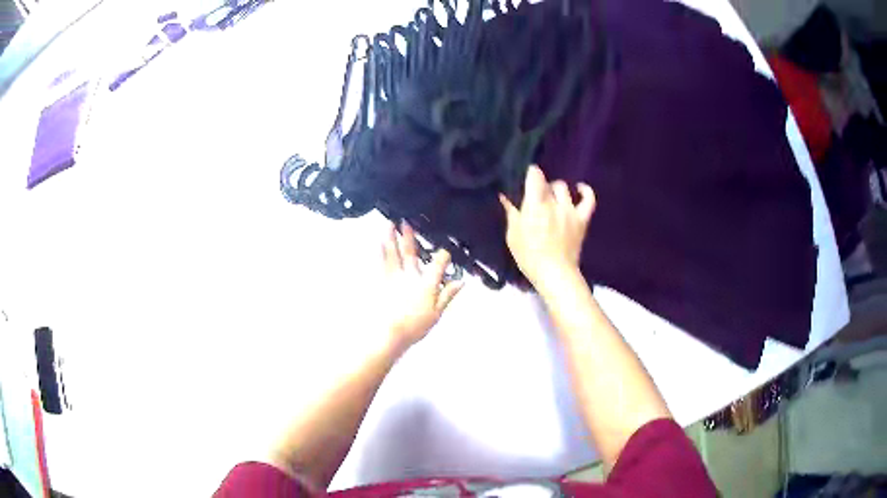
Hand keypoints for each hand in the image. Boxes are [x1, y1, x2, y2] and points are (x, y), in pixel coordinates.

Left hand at [380, 222, 463, 353]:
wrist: (390, 334)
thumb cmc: (415, 326)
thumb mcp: (436, 314)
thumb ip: (447, 295)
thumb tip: (461, 282)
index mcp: (426, 285)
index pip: (437, 265)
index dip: (443, 255)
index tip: (446, 247)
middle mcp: (410, 277)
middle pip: (411, 254)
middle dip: (410, 237)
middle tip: (406, 222)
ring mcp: (394, 279)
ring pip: (393, 255)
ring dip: (391, 239)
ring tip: (389, 224)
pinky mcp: (382, 283)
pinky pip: (381, 264)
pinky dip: (379, 253)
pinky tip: (378, 244)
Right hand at [499, 165, 595, 285]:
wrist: (555, 274)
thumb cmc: (529, 256)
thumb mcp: (513, 236)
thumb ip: (511, 213)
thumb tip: (505, 197)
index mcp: (535, 205)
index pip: (534, 175)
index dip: (530, 173)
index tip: (525, 179)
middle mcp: (553, 203)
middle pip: (548, 183)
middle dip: (541, 187)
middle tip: (535, 199)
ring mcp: (570, 210)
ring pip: (564, 188)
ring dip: (556, 190)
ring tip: (552, 198)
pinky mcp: (582, 220)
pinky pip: (588, 200)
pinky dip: (585, 191)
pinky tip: (579, 188)